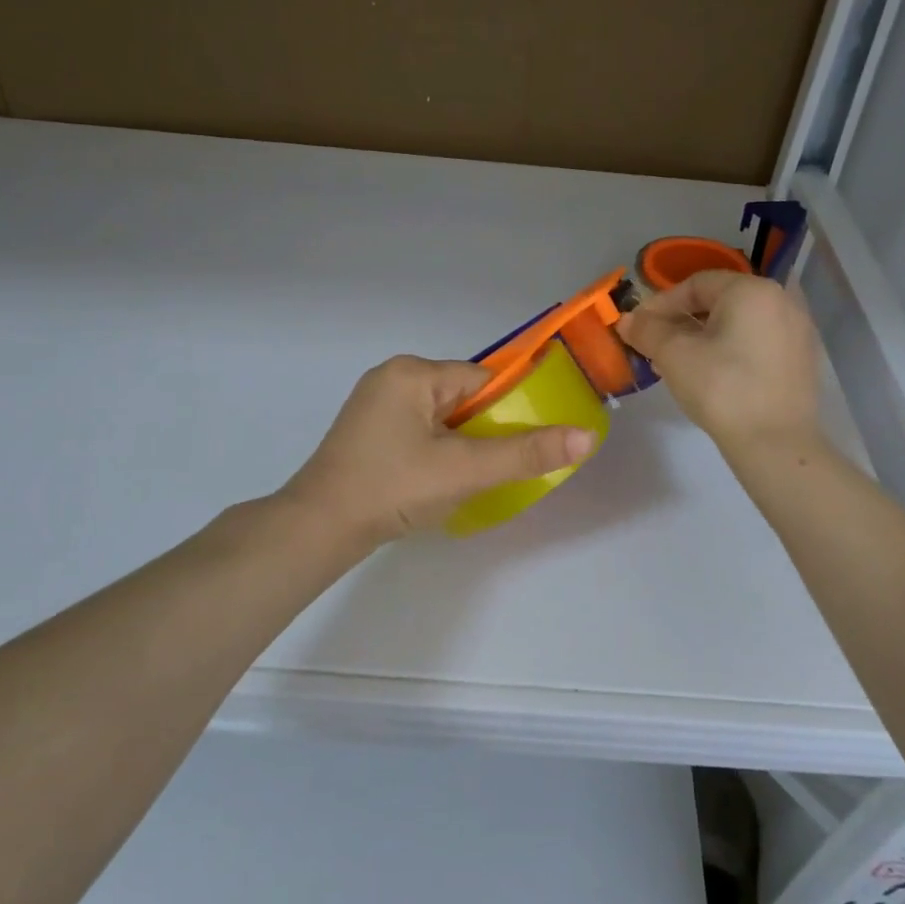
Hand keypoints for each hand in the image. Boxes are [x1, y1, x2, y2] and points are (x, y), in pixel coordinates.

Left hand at [284, 356, 596, 546]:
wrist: (318, 530)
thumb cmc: (393, 488)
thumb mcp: (465, 470)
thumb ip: (525, 453)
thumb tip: (586, 437)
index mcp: (412, 372)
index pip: (482, 380)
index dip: (509, 410)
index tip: (525, 445)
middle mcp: (391, 378)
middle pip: (462, 399)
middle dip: (484, 432)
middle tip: (494, 470)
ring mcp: (375, 406)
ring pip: (441, 419)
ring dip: (461, 446)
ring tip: (469, 480)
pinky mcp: (367, 434)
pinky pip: (419, 433)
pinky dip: (437, 453)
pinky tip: (439, 482)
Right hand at [617, 271, 821, 453]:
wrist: (775, 443)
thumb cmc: (721, 388)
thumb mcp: (674, 356)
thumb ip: (647, 331)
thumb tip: (626, 320)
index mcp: (751, 290)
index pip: (696, 284)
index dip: (661, 304)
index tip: (639, 327)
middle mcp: (780, 300)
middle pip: (719, 301)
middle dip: (681, 322)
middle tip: (655, 346)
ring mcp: (796, 330)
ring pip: (738, 323)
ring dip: (703, 337)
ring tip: (677, 364)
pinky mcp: (801, 359)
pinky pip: (757, 342)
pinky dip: (730, 349)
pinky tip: (710, 375)